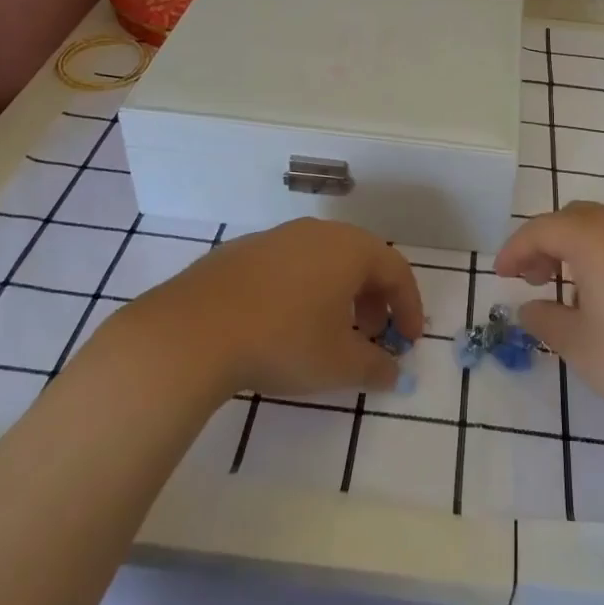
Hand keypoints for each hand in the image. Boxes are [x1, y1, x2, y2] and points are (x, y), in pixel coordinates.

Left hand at [128, 218, 423, 399]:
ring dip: (338, 295)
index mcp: (350, 249)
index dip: (409, 307)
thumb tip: (393, 372)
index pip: (396, 271)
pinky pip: (289, 267)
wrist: (194, 330)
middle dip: (374, 300)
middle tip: (372, 336)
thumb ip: (375, 367)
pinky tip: (284, 323)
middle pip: (360, 260)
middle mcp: (317, 232)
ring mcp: (276, 238)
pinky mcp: (241, 251)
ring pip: (323, 261)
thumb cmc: (283, 341)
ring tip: (329, 332)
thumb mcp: (339, 364)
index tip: (409, 341)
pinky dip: (302, 290)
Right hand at [497, 201, 603, 435]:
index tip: (501, 275)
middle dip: (547, 243)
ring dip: (580, 249)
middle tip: (534, 279)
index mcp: (594, 239)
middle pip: (574, 219)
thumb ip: (546, 320)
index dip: (515, 249)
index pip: (541, 229)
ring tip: (573, 292)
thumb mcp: (581, 347)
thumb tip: (530, 306)